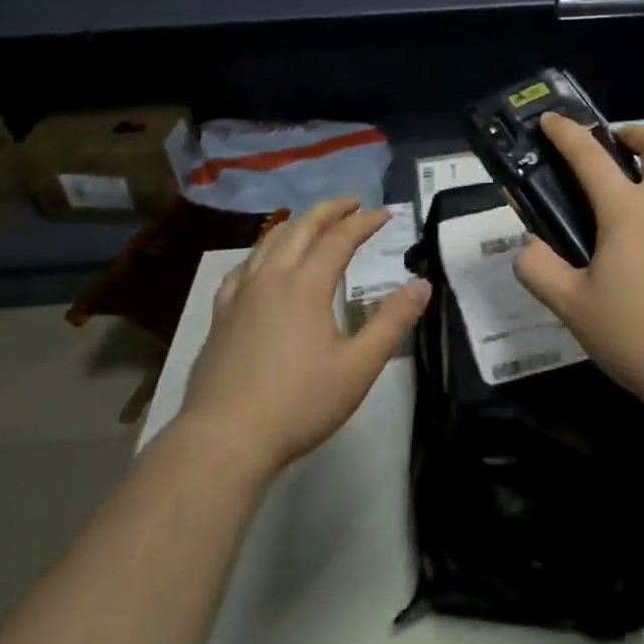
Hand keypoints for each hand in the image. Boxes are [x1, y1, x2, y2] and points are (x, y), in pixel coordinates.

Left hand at [178, 198, 430, 478]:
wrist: (224, 439)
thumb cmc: (299, 403)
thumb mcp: (359, 366)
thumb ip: (392, 321)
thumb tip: (422, 285)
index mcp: (306, 285)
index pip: (340, 238)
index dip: (364, 223)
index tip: (385, 215)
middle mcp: (271, 277)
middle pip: (301, 228)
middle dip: (329, 211)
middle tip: (352, 204)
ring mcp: (240, 294)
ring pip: (269, 241)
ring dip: (297, 224)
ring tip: (313, 223)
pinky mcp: (221, 314)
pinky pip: (244, 266)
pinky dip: (264, 251)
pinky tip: (264, 264)